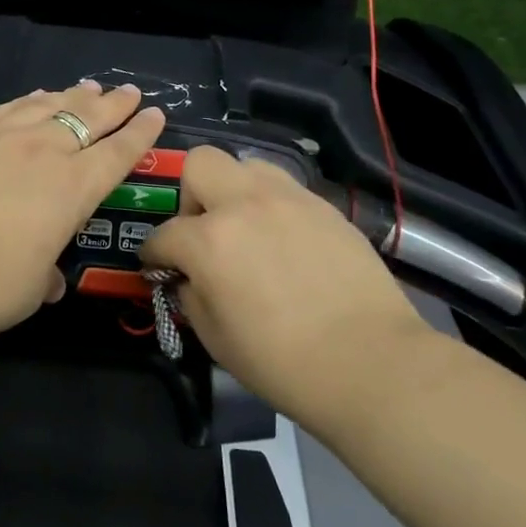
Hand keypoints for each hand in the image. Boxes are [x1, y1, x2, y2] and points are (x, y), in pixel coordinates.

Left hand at [0, 81, 165, 348]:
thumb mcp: (32, 288)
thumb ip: (45, 274)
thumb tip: (47, 279)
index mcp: (73, 189)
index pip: (118, 153)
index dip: (141, 133)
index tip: (155, 114)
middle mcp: (43, 153)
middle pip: (88, 118)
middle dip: (114, 105)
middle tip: (129, 92)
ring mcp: (1, 140)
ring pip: (47, 106)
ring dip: (72, 95)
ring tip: (87, 87)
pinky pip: (6, 110)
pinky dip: (26, 101)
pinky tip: (33, 96)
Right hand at [139, 147, 431, 428]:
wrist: (371, 363)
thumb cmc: (282, 362)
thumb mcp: (215, 338)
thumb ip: (191, 296)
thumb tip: (189, 278)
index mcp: (209, 240)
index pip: (163, 235)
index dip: (154, 255)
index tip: (159, 269)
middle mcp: (244, 205)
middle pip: (199, 164)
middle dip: (189, 196)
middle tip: (203, 232)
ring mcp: (289, 200)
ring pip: (246, 165)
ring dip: (234, 191)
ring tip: (245, 228)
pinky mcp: (324, 207)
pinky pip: (285, 189)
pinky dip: (272, 207)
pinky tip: (284, 242)